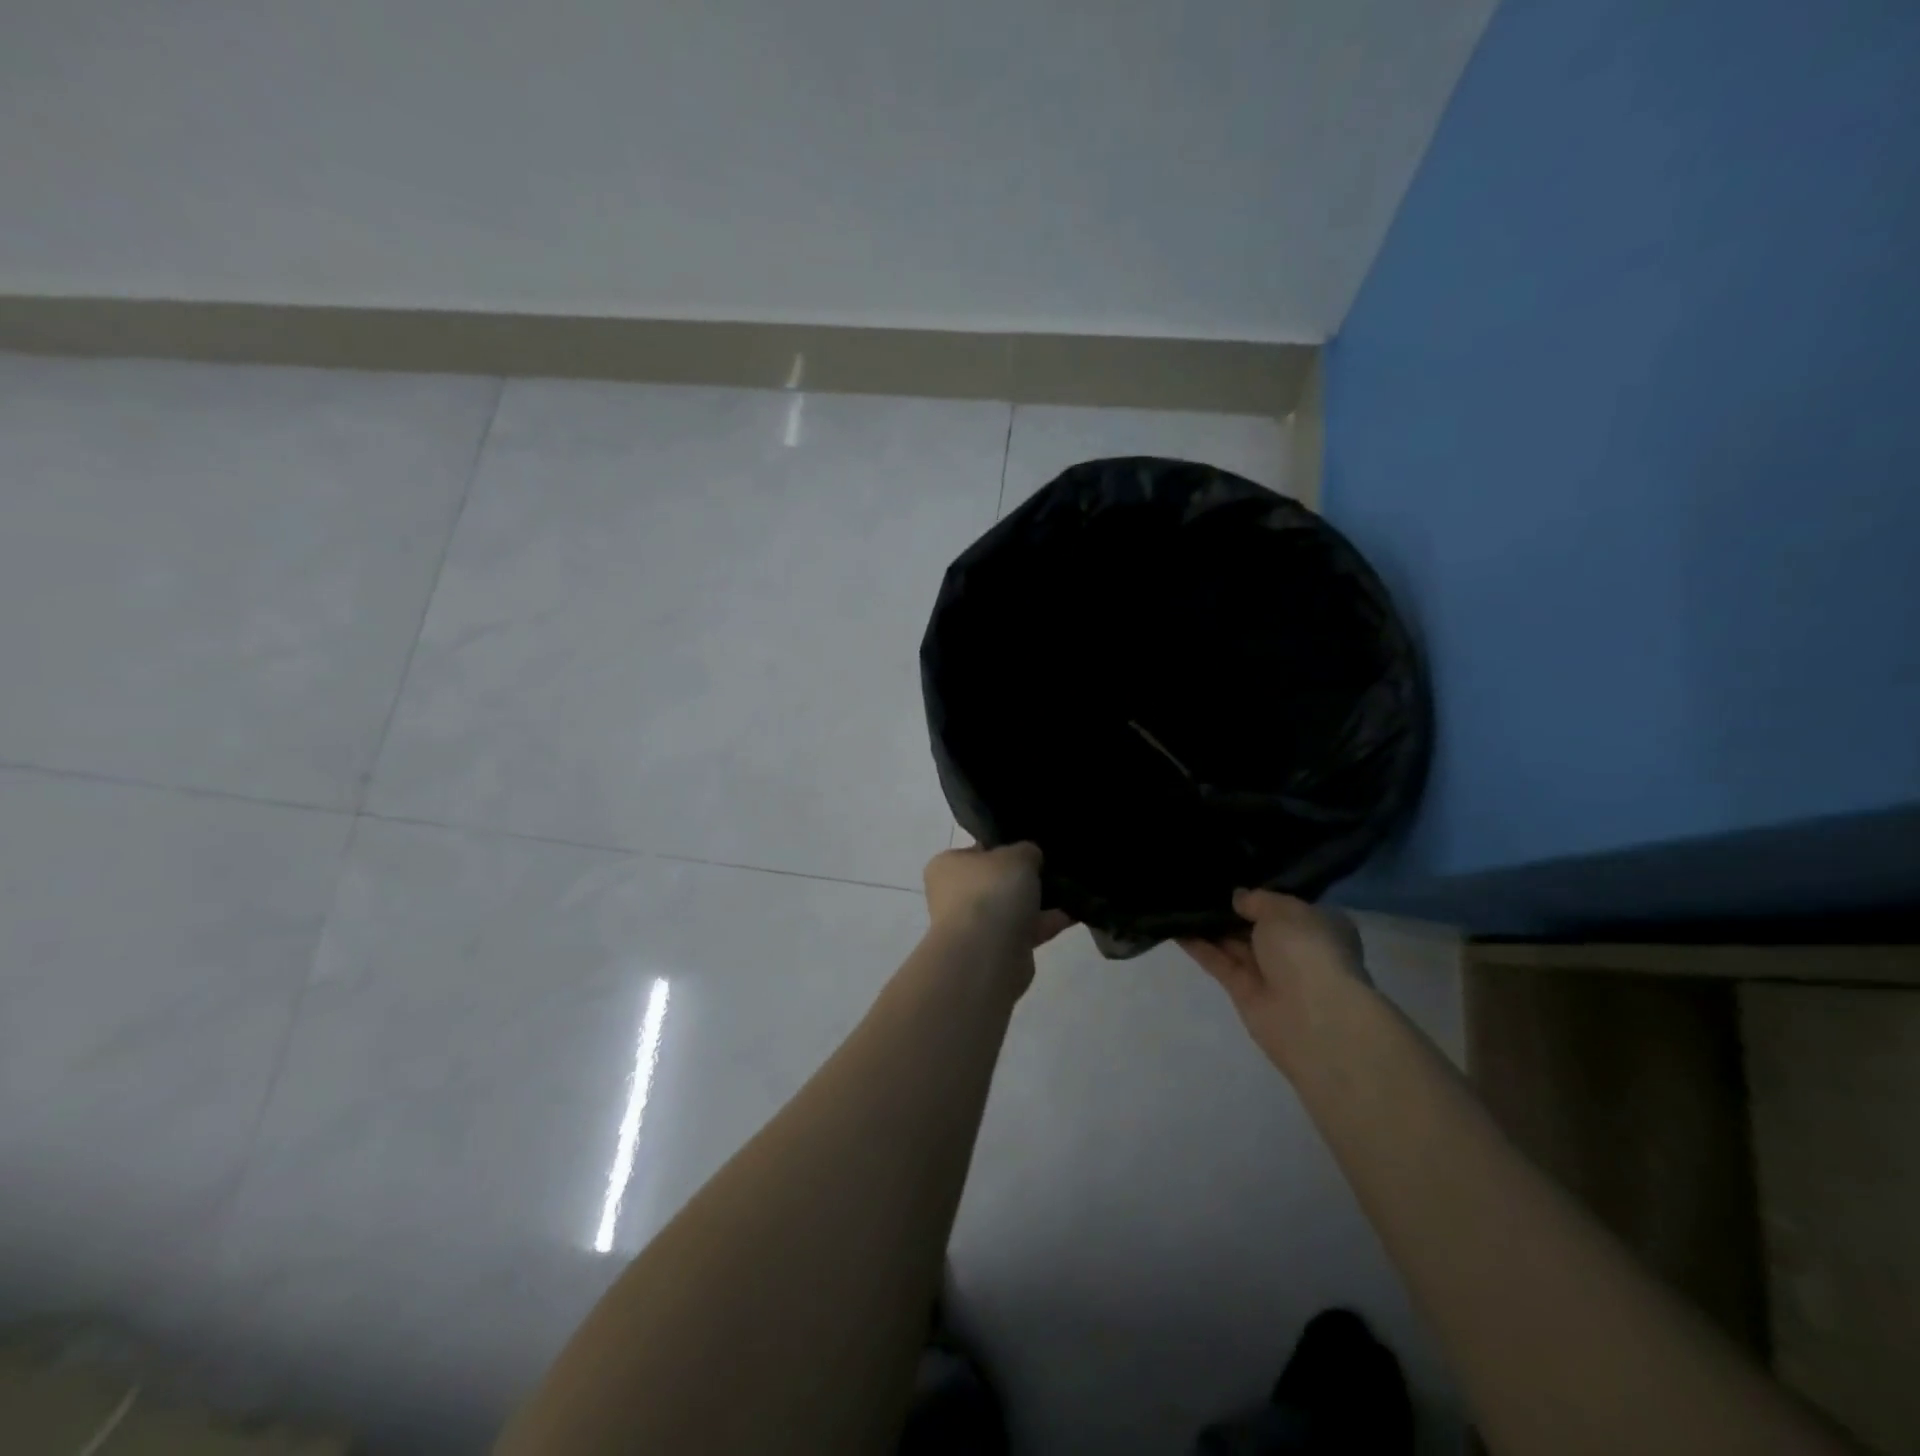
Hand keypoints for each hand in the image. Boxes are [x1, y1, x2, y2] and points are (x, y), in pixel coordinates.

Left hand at [923, 843, 1075, 956]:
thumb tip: (1030, 857)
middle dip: (1024, 880)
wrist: (986, 954)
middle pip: (996, 882)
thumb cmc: (992, 892)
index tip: (1032, 850)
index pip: (978, 851)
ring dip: (1038, 904)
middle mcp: (954, 895)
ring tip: (1072, 892)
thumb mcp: (1017, 855)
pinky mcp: (995, 952)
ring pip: (1011, 909)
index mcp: (947, 866)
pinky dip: (1046, 924)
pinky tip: (1074, 914)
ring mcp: (973, 926)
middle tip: (1054, 870)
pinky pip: (1025, 931)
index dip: (1005, 848)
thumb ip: (1026, 851)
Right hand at [1180, 889, 1367, 1077]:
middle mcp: (1294, 949)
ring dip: (1209, 925)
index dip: (1258, 892)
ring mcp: (1268, 972)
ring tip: (1178, 899)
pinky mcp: (1243, 991)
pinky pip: (1218, 961)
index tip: (1228, 876)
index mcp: (1317, 926)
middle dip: (1229, 908)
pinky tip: (1174, 926)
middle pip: (1255, 924)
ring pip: (1233, 943)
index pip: (1284, 905)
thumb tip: (1238, 898)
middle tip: (1195, 884)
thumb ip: (1257, 899)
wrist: (1312, 1016)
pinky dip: (1198, 946)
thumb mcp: (1283, 911)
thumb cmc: (1307, 951)